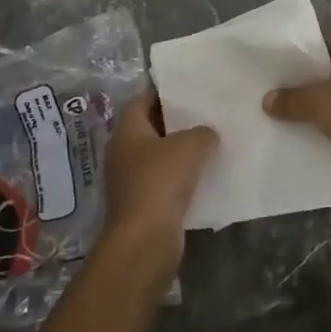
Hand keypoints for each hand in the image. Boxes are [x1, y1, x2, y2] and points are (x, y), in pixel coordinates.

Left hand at [101, 93, 217, 274]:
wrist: (145, 239)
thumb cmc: (162, 180)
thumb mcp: (191, 145)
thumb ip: (203, 132)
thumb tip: (207, 134)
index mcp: (126, 131)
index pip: (140, 101)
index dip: (161, 94)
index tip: (186, 92)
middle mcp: (122, 154)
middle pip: (148, 129)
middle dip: (173, 123)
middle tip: (202, 116)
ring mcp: (129, 182)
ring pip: (156, 158)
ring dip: (178, 153)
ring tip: (208, 145)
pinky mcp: (140, 206)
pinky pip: (162, 183)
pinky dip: (179, 179)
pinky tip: (203, 177)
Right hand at [262, 42, 330, 180]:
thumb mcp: (317, 103)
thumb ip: (290, 99)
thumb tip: (267, 99)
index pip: (324, 43)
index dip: (302, 51)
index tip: (279, 64)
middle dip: (309, 82)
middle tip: (279, 91)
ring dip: (323, 106)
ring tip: (291, 115)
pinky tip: (315, 135)